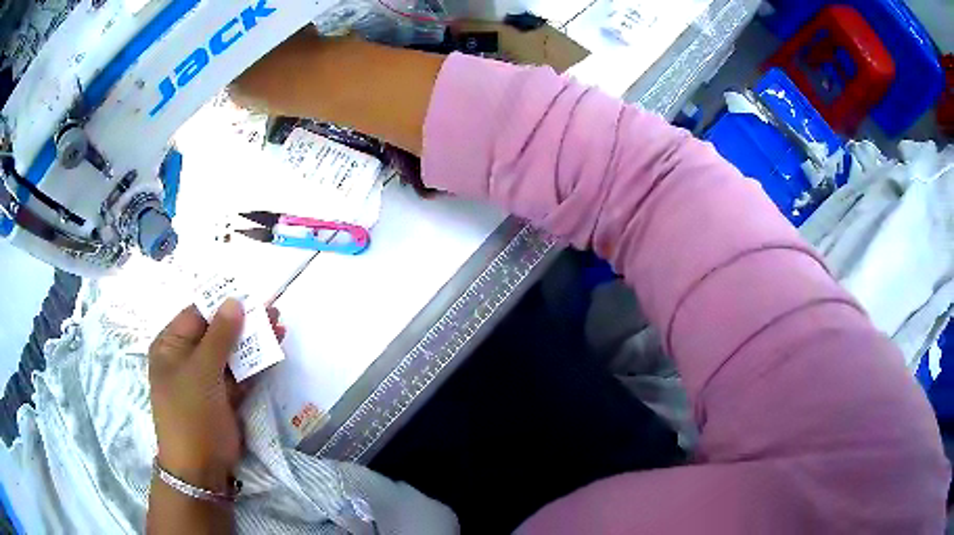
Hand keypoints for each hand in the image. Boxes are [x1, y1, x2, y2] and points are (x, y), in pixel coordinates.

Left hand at [148, 299, 284, 491]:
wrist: (201, 468)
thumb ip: (219, 336)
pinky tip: (275, 349)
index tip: (249, 293)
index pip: (196, 315)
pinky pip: (241, 374)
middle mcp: (187, 359)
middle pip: (216, 333)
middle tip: (271, 309)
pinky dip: (256, 364)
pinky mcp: (225, 397)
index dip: (221, 304)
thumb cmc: (190, 413)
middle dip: (243, 322)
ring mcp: (207, 380)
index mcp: (171, 347)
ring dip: (253, 342)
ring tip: (279, 324)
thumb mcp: (201, 371)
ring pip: (231, 354)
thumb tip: (234, 301)